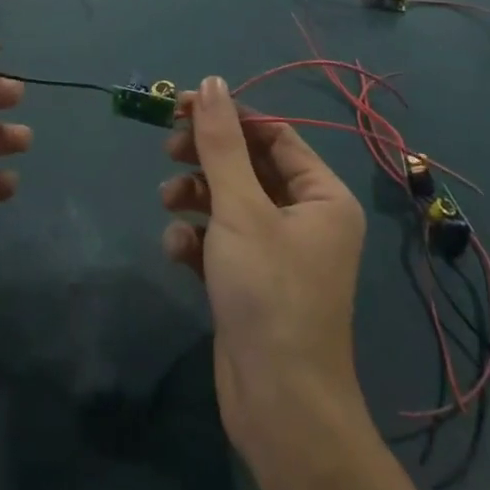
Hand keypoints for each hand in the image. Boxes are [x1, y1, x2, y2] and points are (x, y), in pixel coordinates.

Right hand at [159, 77, 366, 456]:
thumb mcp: (240, 208)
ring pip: (229, 202)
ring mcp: (276, 252)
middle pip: (247, 166)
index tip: (182, 106)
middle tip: (169, 149)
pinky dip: (196, 239)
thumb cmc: (269, 292)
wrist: (279, 407)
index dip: (228, 117)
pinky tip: (177, 251)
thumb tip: (212, 82)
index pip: (272, 135)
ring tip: (168, 201)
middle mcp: (304, 218)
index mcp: (321, 195)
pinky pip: (220, 241)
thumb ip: (221, 143)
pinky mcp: (249, 281)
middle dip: (206, 157)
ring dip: (195, 196)